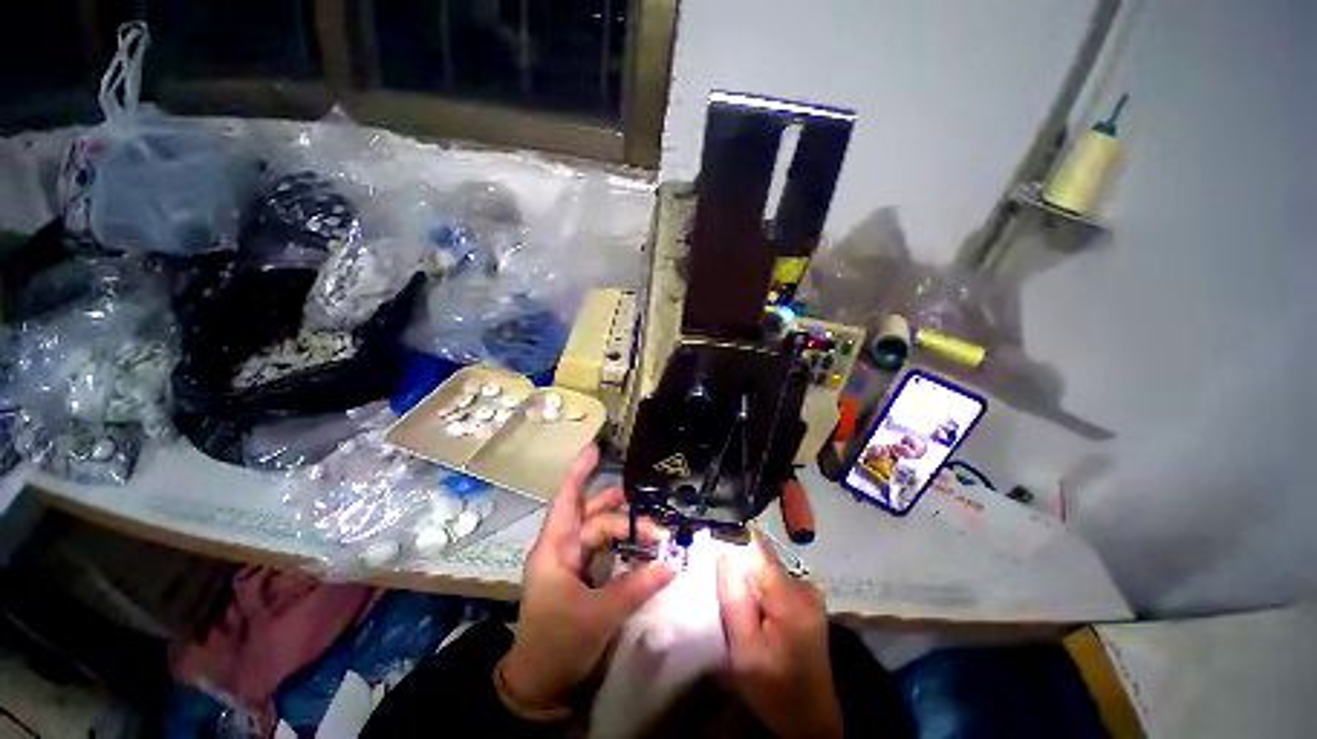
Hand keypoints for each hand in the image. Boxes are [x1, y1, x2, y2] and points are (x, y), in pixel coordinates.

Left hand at [500, 446, 675, 712]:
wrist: (543, 686)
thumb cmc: (558, 645)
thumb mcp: (598, 616)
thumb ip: (637, 587)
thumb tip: (673, 562)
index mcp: (555, 549)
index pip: (567, 501)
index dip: (580, 473)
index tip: (595, 448)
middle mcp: (564, 548)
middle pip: (595, 518)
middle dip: (624, 515)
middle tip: (654, 524)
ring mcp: (575, 563)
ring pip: (603, 532)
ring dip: (627, 528)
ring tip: (653, 530)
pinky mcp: (586, 577)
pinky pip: (609, 551)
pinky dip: (627, 546)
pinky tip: (644, 546)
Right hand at [717, 539, 842, 738]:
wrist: (811, 721)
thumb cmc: (774, 691)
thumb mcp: (745, 651)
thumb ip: (735, 601)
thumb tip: (724, 555)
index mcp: (790, 597)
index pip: (756, 549)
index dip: (731, 548)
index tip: (711, 561)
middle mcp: (803, 585)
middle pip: (759, 559)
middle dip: (737, 571)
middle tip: (720, 596)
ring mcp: (808, 592)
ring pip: (764, 570)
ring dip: (747, 583)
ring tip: (736, 609)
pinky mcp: (806, 600)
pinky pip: (772, 582)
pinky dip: (759, 592)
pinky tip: (753, 615)